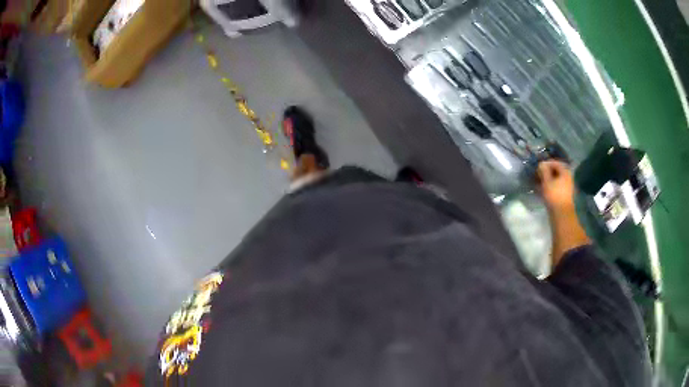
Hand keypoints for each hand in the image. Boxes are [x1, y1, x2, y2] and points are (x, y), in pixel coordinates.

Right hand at [537, 160, 574, 211]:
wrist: (561, 213)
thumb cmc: (554, 195)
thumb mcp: (547, 181)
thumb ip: (544, 171)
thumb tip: (541, 164)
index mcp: (565, 171)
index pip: (555, 163)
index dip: (546, 164)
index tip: (538, 167)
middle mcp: (567, 177)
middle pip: (555, 171)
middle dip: (546, 173)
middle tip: (538, 175)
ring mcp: (566, 186)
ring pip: (555, 180)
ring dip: (547, 180)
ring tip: (538, 183)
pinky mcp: (563, 195)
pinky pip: (556, 187)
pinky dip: (549, 186)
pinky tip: (543, 190)